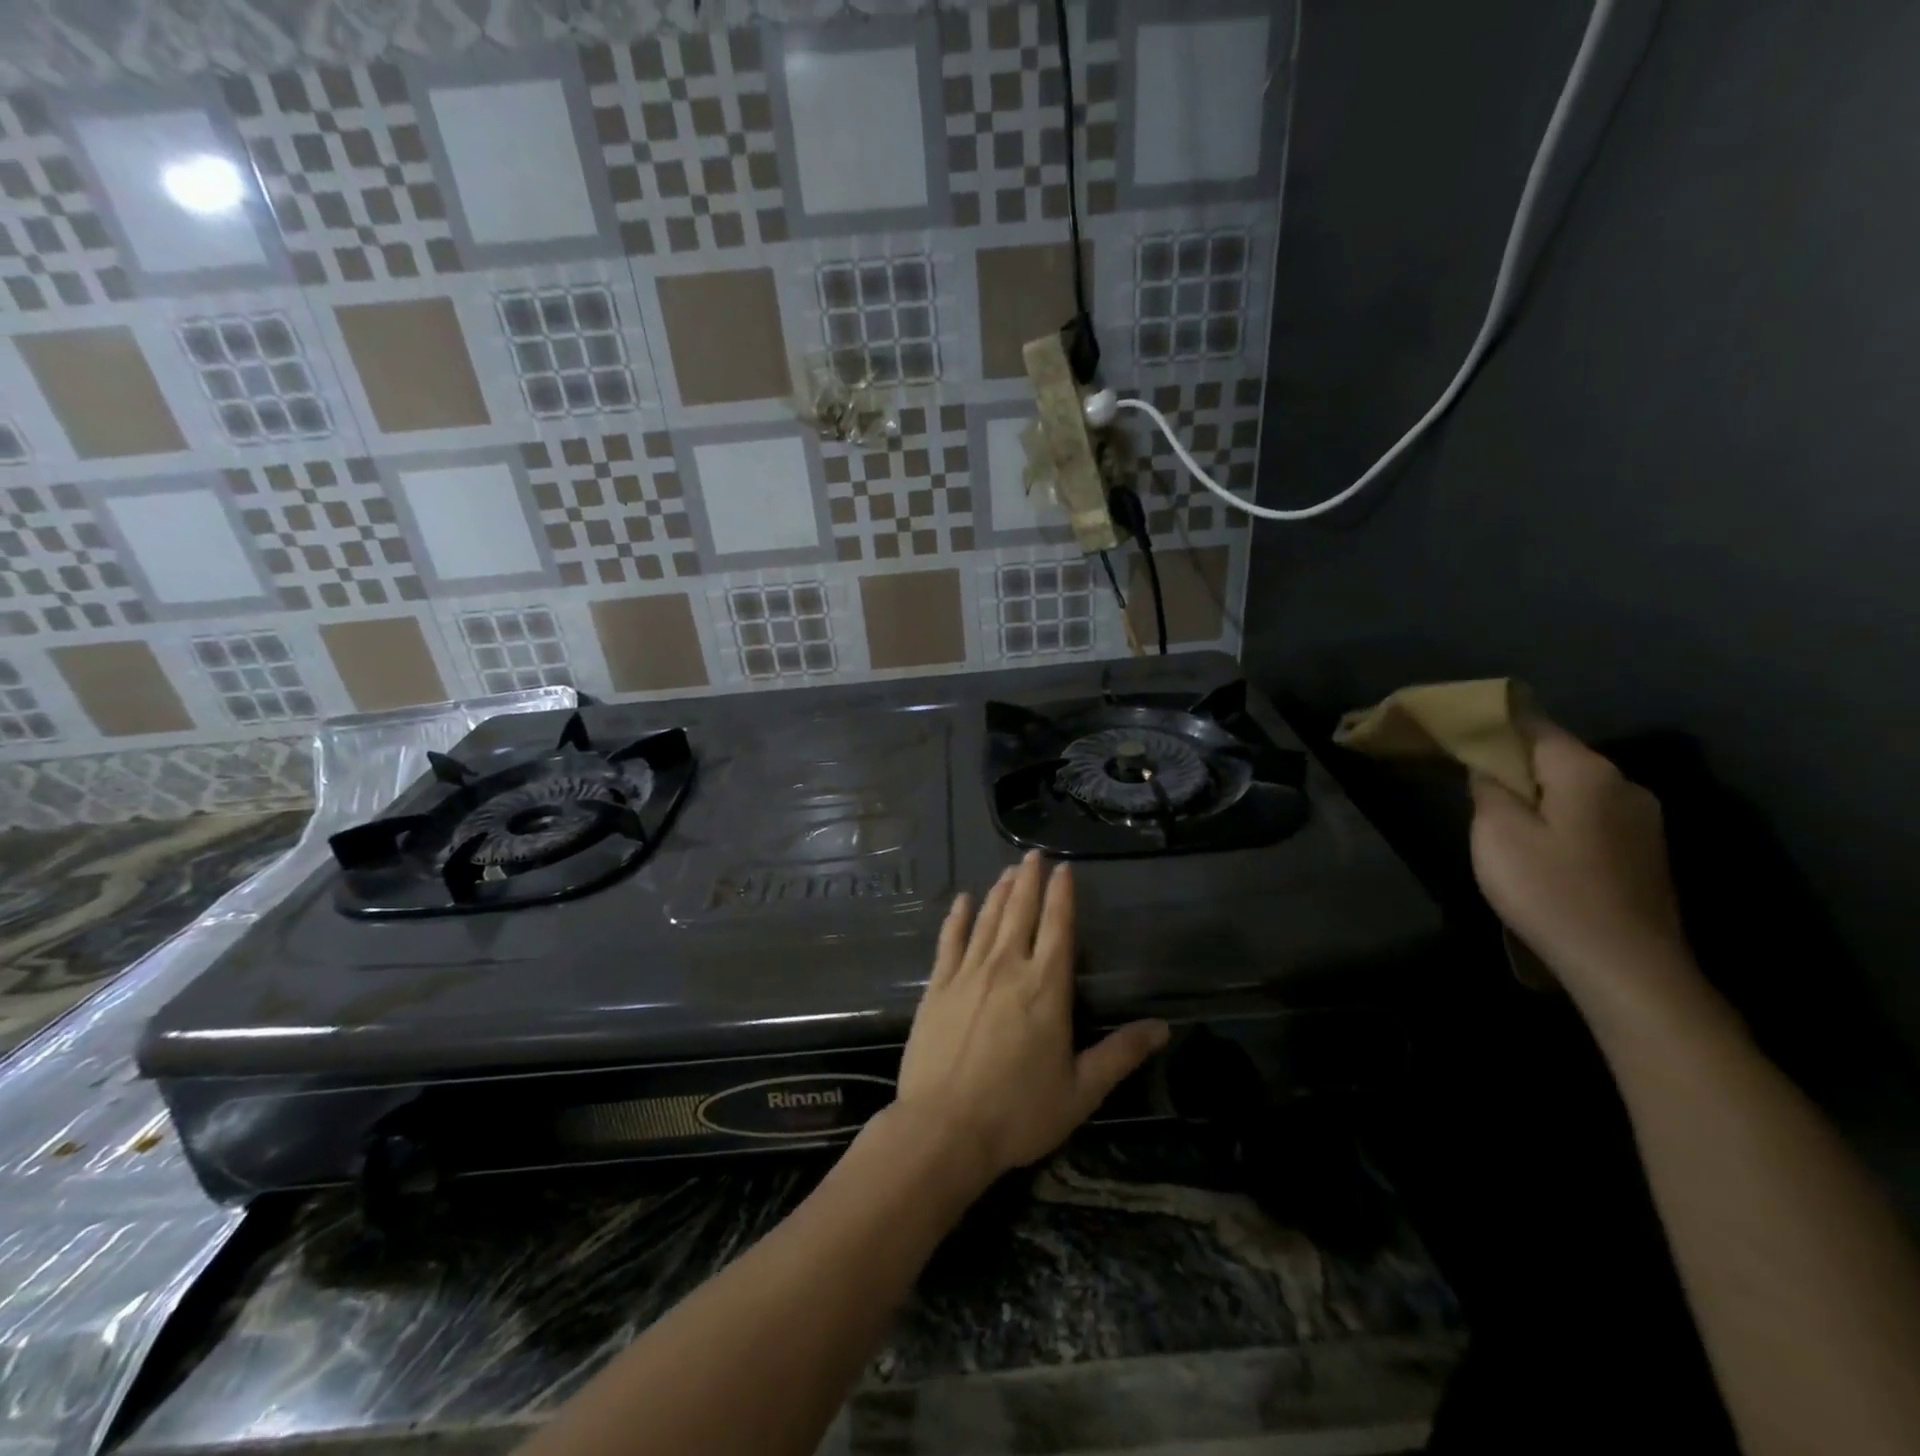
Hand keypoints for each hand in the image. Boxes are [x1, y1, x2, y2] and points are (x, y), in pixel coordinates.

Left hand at [890, 852, 1168, 1191]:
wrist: (944, 1129)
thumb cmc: (1018, 1112)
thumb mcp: (1080, 1090)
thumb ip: (1120, 1054)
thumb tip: (1162, 1027)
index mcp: (1046, 988)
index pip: (1058, 927)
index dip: (1063, 895)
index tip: (1064, 868)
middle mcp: (1007, 968)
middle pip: (1021, 913)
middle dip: (1029, 881)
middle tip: (1033, 855)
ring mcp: (968, 974)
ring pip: (987, 920)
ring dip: (999, 892)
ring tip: (1008, 871)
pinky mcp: (937, 987)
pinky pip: (949, 941)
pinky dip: (957, 918)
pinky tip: (962, 902)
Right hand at [1471, 721, 1691, 994]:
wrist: (1627, 966)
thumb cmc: (1550, 890)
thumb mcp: (1497, 833)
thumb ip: (1489, 789)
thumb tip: (1490, 767)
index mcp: (1587, 771)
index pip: (1534, 725)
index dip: (1494, 721)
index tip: (1460, 725)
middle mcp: (1624, 784)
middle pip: (1557, 757)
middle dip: (1515, 763)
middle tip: (1472, 779)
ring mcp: (1643, 821)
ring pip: (1575, 789)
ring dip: (1538, 795)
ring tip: (1502, 818)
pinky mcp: (1646, 854)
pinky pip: (1592, 817)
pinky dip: (1560, 819)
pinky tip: (1541, 848)